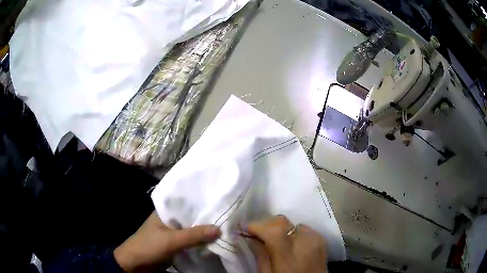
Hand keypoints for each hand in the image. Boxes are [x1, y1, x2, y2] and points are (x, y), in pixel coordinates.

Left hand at [114, 211, 220, 272]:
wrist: (136, 265)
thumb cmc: (148, 247)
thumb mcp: (170, 240)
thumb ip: (193, 235)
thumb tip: (219, 228)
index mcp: (165, 212)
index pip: (187, 203)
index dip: (203, 202)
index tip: (221, 201)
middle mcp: (170, 220)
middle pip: (191, 217)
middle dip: (207, 219)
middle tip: (228, 215)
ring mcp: (173, 233)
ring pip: (192, 230)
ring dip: (205, 231)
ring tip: (226, 226)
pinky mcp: (175, 244)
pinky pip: (191, 241)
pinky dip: (200, 241)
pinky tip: (214, 240)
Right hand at [247, 215, 327, 272]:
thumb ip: (260, 255)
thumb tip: (250, 237)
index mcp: (288, 255)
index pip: (271, 230)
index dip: (255, 225)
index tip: (243, 228)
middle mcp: (304, 242)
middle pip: (281, 221)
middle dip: (266, 225)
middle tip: (256, 234)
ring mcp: (315, 238)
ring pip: (291, 223)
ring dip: (280, 228)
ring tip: (273, 239)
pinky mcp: (321, 239)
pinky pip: (303, 228)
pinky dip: (293, 232)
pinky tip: (290, 243)